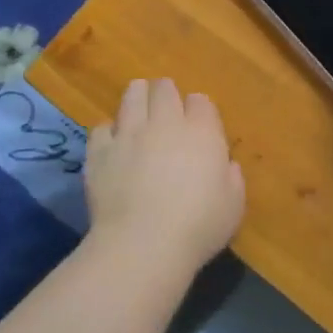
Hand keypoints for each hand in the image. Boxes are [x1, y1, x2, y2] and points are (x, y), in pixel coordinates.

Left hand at [86, 79, 244, 271]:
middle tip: (167, 107)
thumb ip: (232, 178)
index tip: (199, 123)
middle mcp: (165, 123)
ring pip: (131, 96)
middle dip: (166, 93)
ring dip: (138, 97)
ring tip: (139, 107)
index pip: (201, 100)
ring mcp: (128, 134)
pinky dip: (109, 131)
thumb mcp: (234, 204)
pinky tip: (113, 143)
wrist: (143, 245)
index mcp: (202, 132)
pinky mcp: (99, 152)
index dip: (199, 108)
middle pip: (164, 88)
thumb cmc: (199, 225)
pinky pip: (101, 127)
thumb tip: (225, 165)